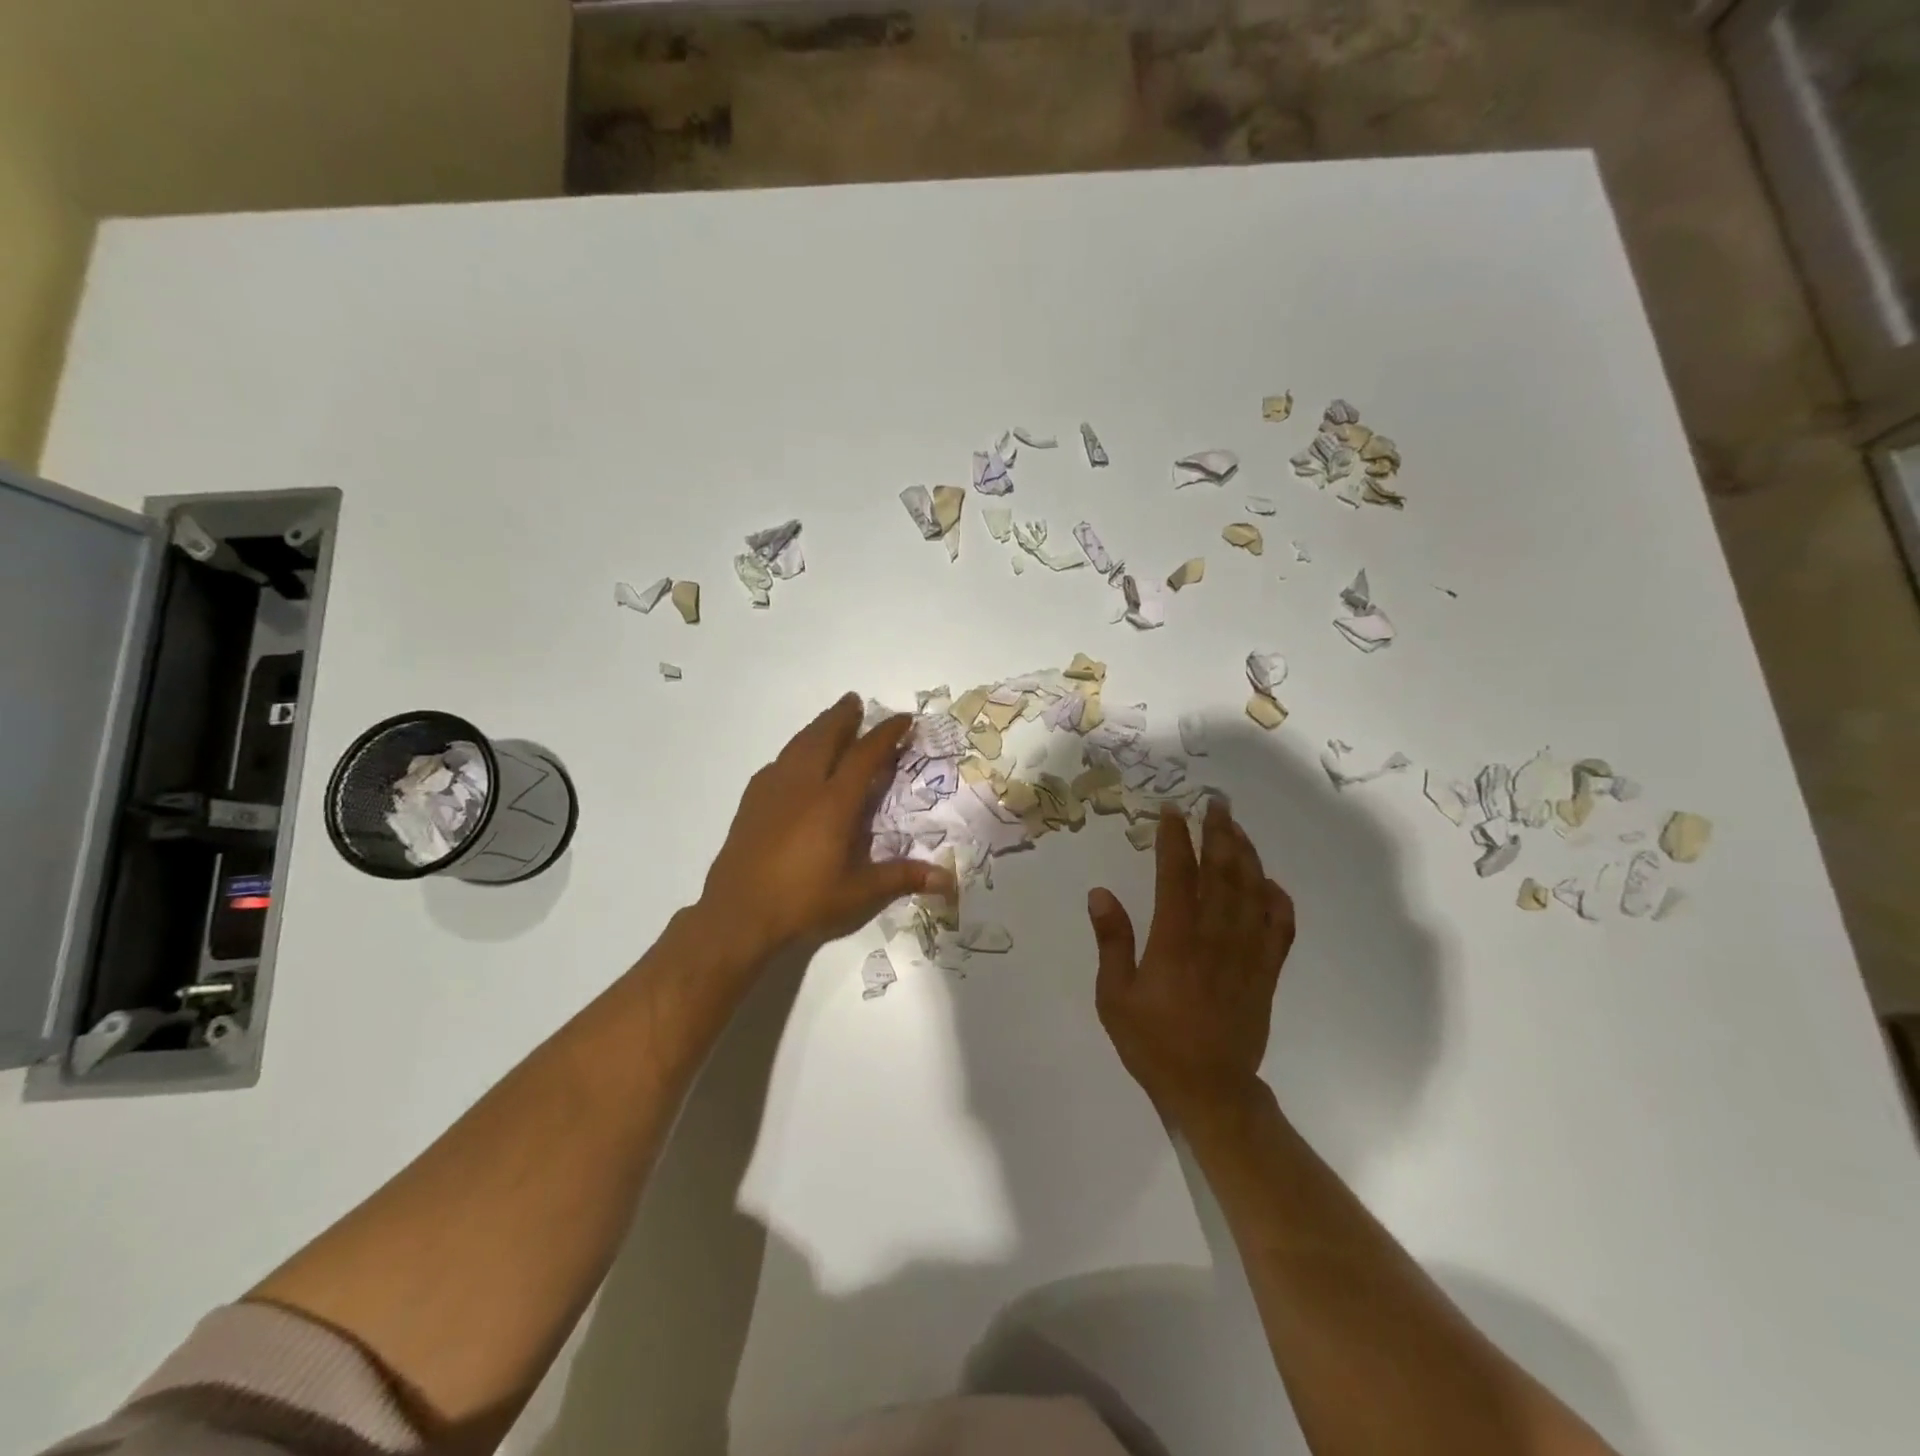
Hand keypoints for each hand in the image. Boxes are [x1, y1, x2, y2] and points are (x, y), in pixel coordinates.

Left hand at [696, 694, 954, 962]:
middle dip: (843, 717)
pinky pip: (778, 763)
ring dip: (817, 728)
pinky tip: (794, 760)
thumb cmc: (803, 902)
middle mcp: (803, 786)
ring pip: (797, 745)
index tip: (903, 719)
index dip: (886, 734)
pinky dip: (794, 751)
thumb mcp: (859, 893)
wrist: (737, 914)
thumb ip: (902, 878)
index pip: (865, 755)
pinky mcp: (751, 802)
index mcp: (834, 802)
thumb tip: (948, 878)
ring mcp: (773, 791)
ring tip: (829, 720)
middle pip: (824, 737)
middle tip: (856, 701)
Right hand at [1088, 798, 1294, 1120]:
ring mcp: (1247, 954)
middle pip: (1222, 873)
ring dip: (1246, 854)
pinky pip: (1279, 927)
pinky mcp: (1267, 972)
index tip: (1172, 811)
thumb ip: (1112, 941)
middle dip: (1219, 832)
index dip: (1176, 839)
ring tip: (1237, 828)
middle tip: (1216, 802)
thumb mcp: (1115, 996)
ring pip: (1252, 892)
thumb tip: (1100, 893)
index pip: (1177, 875)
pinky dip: (1277, 899)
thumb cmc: (1154, 1043)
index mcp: (1175, 940)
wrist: (1210, 1090)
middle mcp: (1215, 938)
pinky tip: (1269, 882)